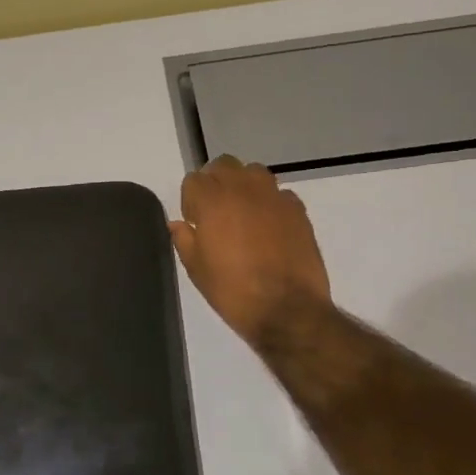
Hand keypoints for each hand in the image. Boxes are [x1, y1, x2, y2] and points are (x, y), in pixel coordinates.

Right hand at [170, 156, 331, 347]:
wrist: (287, 309)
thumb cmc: (233, 290)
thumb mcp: (196, 269)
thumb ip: (184, 239)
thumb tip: (178, 224)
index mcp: (212, 201)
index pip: (194, 180)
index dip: (190, 200)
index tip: (194, 222)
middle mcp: (243, 189)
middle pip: (224, 165)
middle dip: (215, 182)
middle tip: (215, 211)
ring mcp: (274, 197)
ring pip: (254, 172)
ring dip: (244, 186)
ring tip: (243, 214)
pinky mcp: (298, 210)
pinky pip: (279, 194)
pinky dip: (270, 203)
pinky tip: (270, 227)